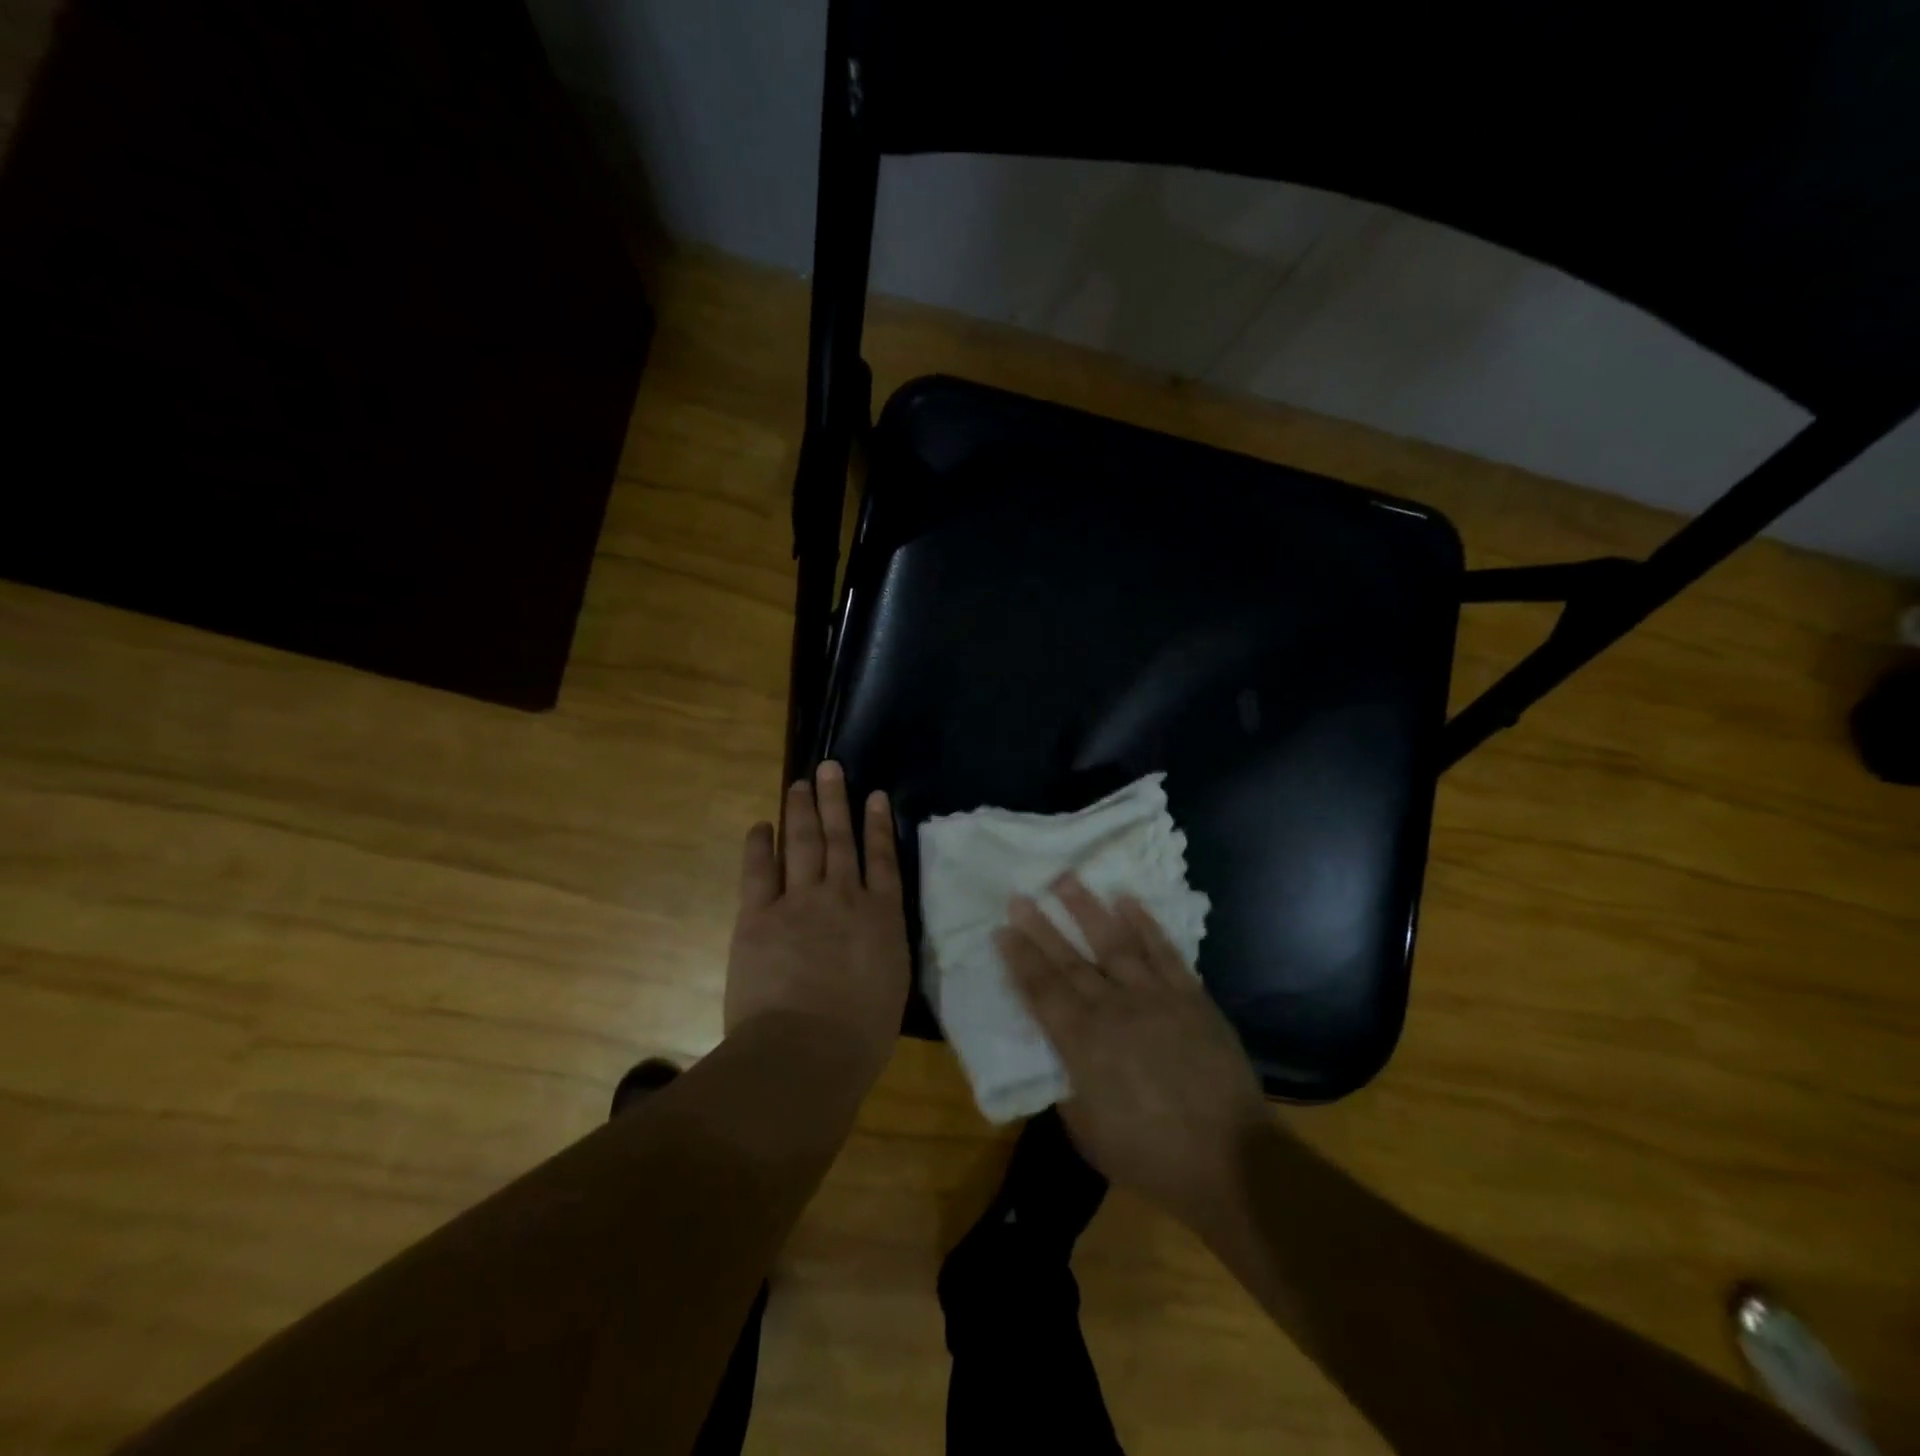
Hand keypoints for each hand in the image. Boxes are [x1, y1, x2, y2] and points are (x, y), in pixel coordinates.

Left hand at [724, 761, 909, 1080]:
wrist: (806, 1051)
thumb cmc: (859, 1035)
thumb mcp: (890, 986)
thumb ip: (882, 950)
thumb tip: (873, 935)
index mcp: (881, 917)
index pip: (883, 859)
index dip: (878, 824)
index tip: (875, 795)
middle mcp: (844, 897)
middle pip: (840, 839)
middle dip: (836, 801)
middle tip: (830, 768)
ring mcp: (800, 902)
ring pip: (803, 843)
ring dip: (801, 811)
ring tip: (800, 784)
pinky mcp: (759, 916)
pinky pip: (758, 870)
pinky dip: (760, 844)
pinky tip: (761, 826)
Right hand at [997, 876, 1270, 1234]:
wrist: (1231, 1160)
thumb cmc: (1151, 1156)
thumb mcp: (1088, 1133)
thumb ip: (1066, 1086)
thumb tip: (1057, 1055)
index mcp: (1083, 1045)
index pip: (1042, 991)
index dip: (1019, 959)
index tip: (1001, 929)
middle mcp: (1114, 1010)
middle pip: (1070, 961)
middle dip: (1041, 927)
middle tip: (1019, 895)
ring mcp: (1155, 998)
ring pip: (1114, 943)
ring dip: (1087, 909)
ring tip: (1067, 879)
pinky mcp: (1191, 997)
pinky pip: (1164, 951)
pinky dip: (1145, 923)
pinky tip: (1127, 900)